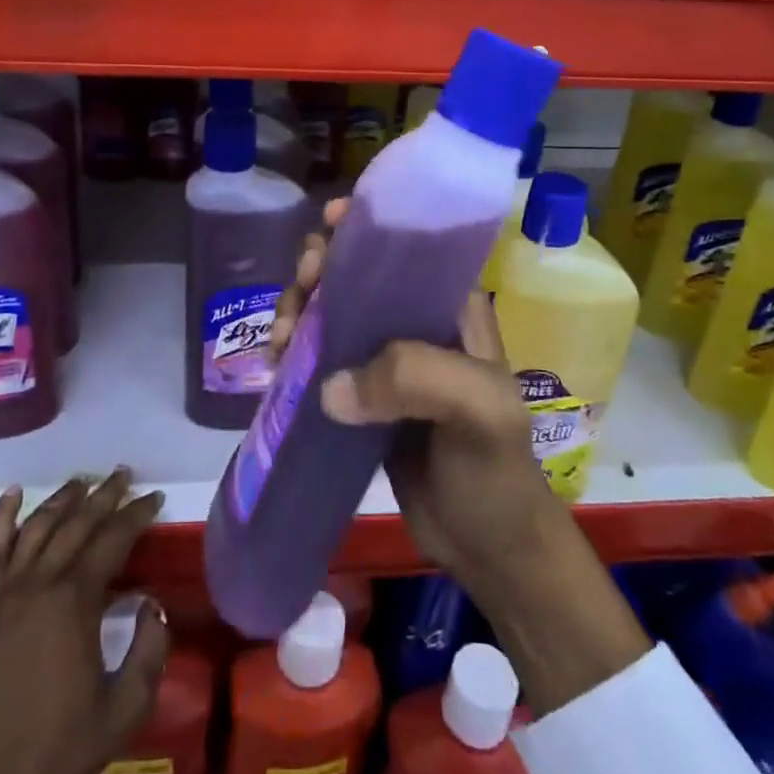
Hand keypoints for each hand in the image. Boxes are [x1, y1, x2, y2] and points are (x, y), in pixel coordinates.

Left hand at [0, 471, 168, 773]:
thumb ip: (149, 648)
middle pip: (76, 524)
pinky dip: (1, 519)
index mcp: (75, 603)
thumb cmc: (63, 752)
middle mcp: (39, 586)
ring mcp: (6, 596)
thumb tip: (151, 604)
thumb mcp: (126, 707)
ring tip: (84, 481)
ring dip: (62, 500)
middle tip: (125, 475)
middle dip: (104, 496)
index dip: (137, 515)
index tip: (155, 498)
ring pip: (37, 528)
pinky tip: (14, 494)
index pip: (112, 540)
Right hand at [277, 201, 649, 713]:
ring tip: (282, 342)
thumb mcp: (478, 412)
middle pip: (356, 273)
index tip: (326, 228)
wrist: (488, 547)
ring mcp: (387, 360)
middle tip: (298, 300)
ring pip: (331, 312)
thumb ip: (416, 378)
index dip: (364, 226)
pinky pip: (320, 357)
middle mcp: (416, 322)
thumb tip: (330, 386)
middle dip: (319, 271)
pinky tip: (278, 365)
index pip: (406, 246)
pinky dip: (294, 352)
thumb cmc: (495, 471)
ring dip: (298, 312)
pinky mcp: (363, 395)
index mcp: (451, 307)